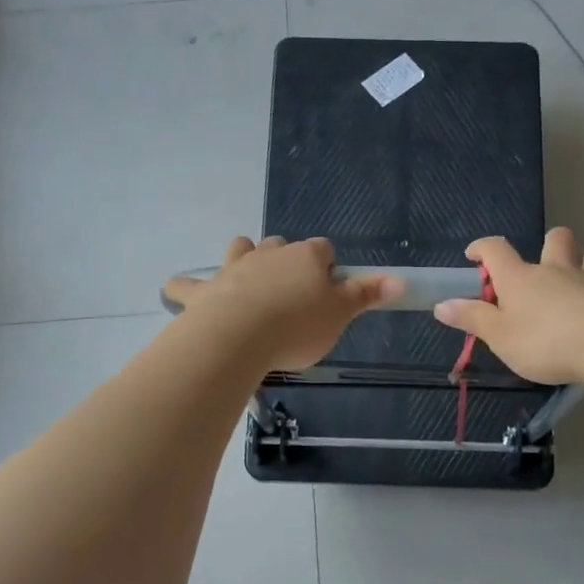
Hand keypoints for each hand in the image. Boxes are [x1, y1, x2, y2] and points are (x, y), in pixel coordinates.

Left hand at [163, 236, 403, 371]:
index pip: (323, 250)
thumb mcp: (340, 315)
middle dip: (286, 260)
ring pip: (239, 249)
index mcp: (304, 257)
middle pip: (281, 245)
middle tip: (292, 293)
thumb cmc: (296, 327)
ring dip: (243, 259)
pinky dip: (186, 288)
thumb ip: (366, 295)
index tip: (328, 290)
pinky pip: (187, 284)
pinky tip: (183, 294)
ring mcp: (233, 268)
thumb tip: (400, 279)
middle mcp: (268, 254)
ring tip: (247, 282)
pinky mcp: (204, 291)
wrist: (238, 338)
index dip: (328, 267)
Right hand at [433, 228, 583, 383]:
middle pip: (556, 241)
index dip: (482, 248)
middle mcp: (558, 272)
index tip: (474, 255)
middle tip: (546, 261)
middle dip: (551, 244)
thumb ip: (471, 319)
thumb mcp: (498, 336)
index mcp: (522, 279)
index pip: (496, 251)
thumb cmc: (543, 342)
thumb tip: (441, 305)